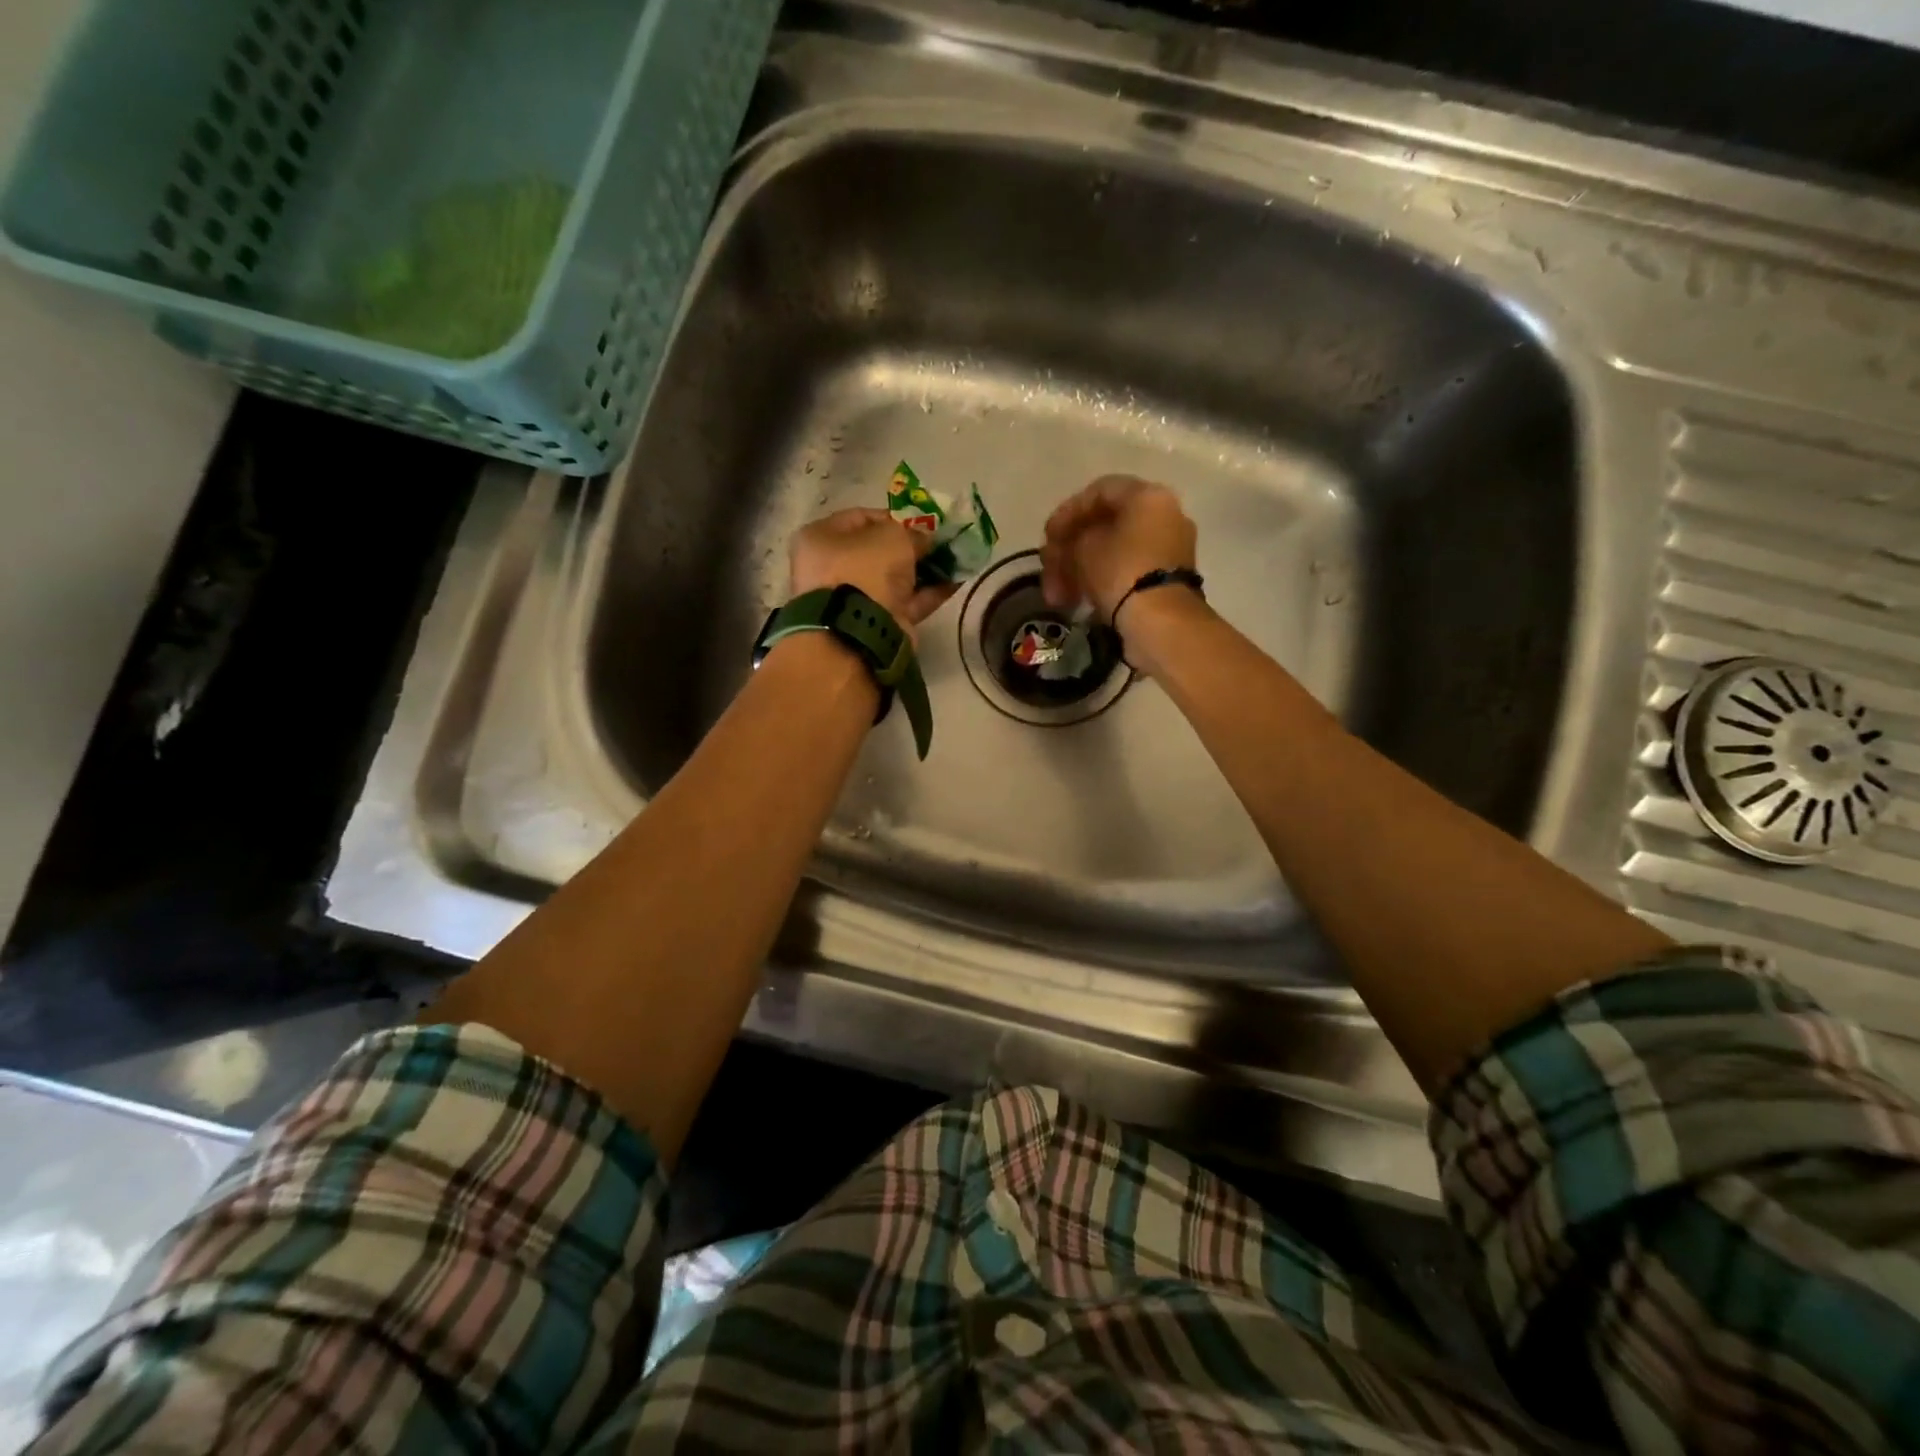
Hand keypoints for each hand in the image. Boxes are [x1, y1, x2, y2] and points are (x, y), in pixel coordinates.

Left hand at [789, 508, 954, 640]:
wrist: (859, 630)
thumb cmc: (865, 569)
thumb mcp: (893, 536)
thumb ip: (913, 533)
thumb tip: (925, 539)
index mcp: (821, 538)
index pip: (860, 518)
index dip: (893, 517)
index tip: (920, 523)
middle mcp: (832, 568)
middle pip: (878, 552)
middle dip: (911, 548)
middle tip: (939, 544)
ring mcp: (853, 599)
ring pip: (894, 579)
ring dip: (924, 571)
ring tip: (955, 562)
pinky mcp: (875, 623)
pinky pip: (905, 603)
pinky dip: (929, 593)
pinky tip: (955, 583)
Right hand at [1040, 476, 1198, 624]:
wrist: (1161, 622)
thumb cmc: (1120, 572)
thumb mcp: (1083, 550)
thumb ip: (1069, 540)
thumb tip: (1068, 549)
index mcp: (1148, 496)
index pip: (1099, 491)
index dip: (1067, 512)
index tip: (1047, 537)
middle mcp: (1165, 515)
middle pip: (1106, 525)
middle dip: (1070, 549)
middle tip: (1048, 570)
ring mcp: (1169, 549)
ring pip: (1114, 552)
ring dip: (1080, 571)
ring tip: (1058, 597)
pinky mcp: (1167, 580)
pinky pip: (1128, 571)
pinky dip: (1102, 582)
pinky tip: (1080, 601)